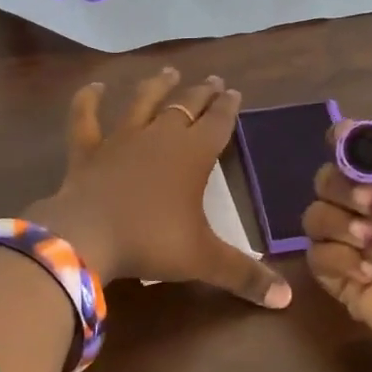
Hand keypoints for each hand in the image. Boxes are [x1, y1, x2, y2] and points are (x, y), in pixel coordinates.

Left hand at [27, 68, 291, 308]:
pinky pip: (86, 119)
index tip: (234, 92)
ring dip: (157, 87)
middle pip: (185, 106)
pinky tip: (94, 87)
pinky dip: (88, 101)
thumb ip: (245, 276)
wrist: (87, 237)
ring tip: (169, 72)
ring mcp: (120, 139)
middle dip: (201, 93)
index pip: (218, 123)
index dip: (228, 108)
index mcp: (193, 154)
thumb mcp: (204, 260)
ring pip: (142, 103)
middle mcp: (160, 137)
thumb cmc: (152, 242)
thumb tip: (286, 300)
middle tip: (212, 80)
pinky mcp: (87, 150)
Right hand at [302, 125, 371, 357]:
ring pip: (314, 216)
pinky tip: (368, 273)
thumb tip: (366, 137)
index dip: (341, 144)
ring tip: (370, 243)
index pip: (353, 153)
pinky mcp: (341, 279)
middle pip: (326, 180)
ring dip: (338, 224)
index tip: (339, 141)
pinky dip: (339, 260)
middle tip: (371, 205)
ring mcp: (354, 245)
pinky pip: (315, 256)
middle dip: (341, 187)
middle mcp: (371, 210)